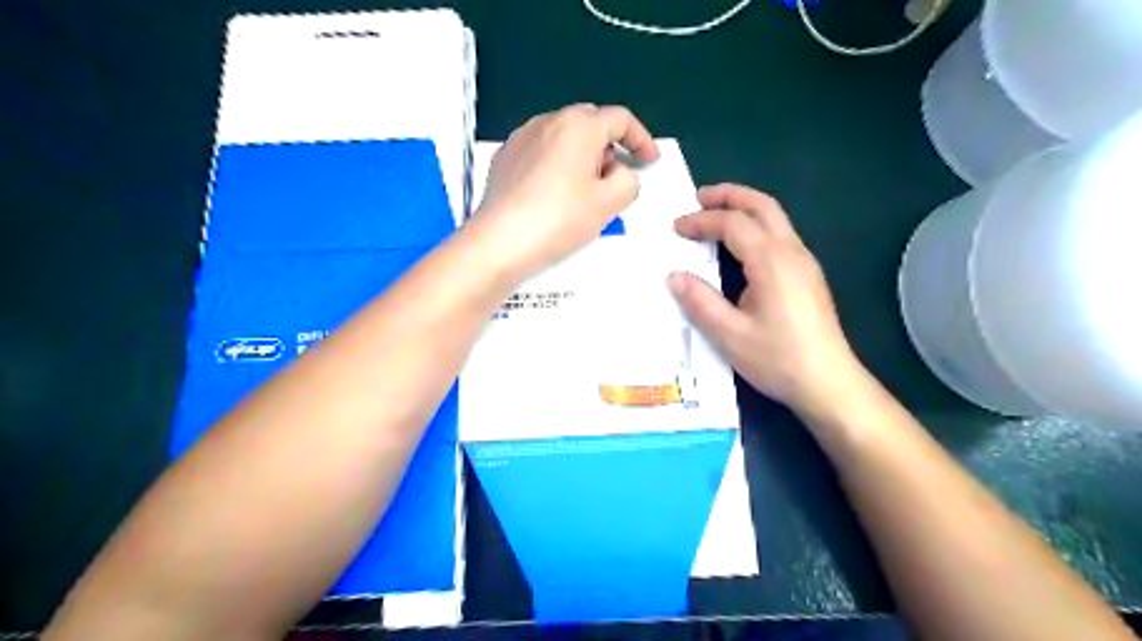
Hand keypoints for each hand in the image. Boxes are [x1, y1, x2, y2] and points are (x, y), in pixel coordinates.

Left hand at [466, 103, 656, 277]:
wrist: (500, 243)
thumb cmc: (560, 220)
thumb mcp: (610, 203)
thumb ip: (628, 181)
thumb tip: (618, 174)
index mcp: (579, 125)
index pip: (620, 119)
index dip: (641, 140)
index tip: (649, 162)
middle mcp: (548, 121)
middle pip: (590, 124)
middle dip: (609, 148)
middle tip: (615, 180)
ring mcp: (521, 138)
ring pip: (563, 139)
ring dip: (582, 158)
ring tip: (584, 194)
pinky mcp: (504, 158)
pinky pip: (541, 153)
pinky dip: (557, 166)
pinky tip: (554, 197)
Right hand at [671, 182, 864, 417]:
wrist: (829, 383)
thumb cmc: (778, 359)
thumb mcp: (730, 335)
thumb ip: (700, 302)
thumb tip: (674, 277)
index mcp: (771, 261)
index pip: (733, 224)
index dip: (702, 221)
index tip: (676, 228)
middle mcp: (792, 252)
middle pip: (762, 206)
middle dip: (729, 196)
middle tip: (699, 197)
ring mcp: (805, 262)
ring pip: (775, 218)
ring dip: (745, 207)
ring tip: (716, 214)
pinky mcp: (809, 275)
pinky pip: (780, 235)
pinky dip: (756, 225)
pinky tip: (741, 245)